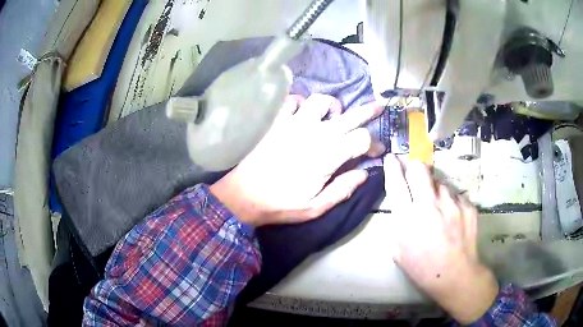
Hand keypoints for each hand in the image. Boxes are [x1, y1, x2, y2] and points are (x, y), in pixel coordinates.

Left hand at [210, 94, 384, 226]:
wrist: (243, 195)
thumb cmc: (280, 204)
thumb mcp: (315, 207)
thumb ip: (342, 190)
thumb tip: (365, 174)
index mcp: (327, 156)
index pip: (361, 139)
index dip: (373, 143)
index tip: (376, 151)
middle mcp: (314, 133)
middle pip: (348, 115)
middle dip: (367, 111)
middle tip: (378, 105)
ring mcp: (293, 124)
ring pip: (320, 101)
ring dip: (332, 106)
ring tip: (334, 114)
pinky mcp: (276, 121)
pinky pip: (292, 100)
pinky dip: (301, 103)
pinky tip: (302, 112)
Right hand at [384, 155, 498, 324]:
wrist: (456, 275)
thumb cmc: (422, 268)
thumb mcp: (399, 250)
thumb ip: (399, 223)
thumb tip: (403, 203)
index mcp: (408, 219)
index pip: (396, 182)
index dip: (392, 167)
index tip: (391, 158)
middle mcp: (430, 205)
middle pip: (419, 168)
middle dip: (414, 167)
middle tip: (415, 176)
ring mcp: (452, 204)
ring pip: (440, 182)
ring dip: (435, 190)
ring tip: (438, 208)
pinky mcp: (467, 205)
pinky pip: (455, 196)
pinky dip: (450, 203)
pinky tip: (452, 218)